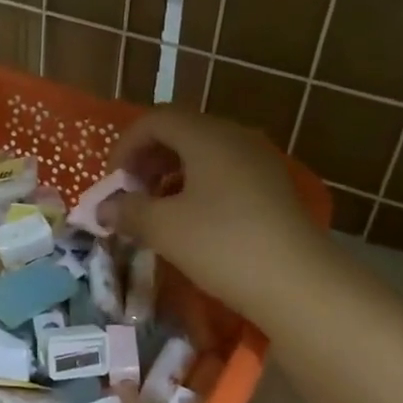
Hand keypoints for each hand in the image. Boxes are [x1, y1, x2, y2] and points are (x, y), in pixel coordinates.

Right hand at [103, 109, 325, 323]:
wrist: (298, 282)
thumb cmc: (222, 245)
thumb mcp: (164, 229)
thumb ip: (128, 211)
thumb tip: (104, 208)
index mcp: (207, 136)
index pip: (156, 120)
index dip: (126, 145)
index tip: (114, 182)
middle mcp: (236, 137)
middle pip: (182, 132)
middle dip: (149, 159)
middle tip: (133, 193)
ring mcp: (259, 162)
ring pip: (204, 153)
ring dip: (172, 174)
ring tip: (158, 210)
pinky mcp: (272, 188)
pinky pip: (225, 173)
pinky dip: (198, 187)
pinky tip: (192, 221)